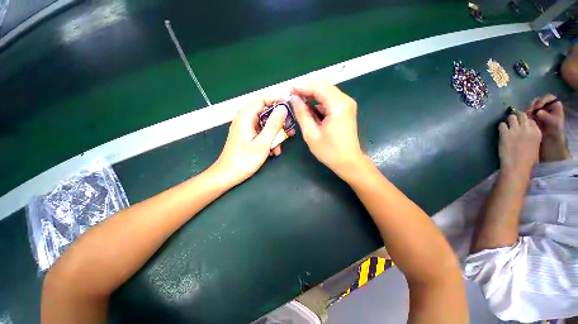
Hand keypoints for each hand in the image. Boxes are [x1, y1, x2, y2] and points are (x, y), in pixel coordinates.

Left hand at [212, 98, 293, 185]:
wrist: (227, 175)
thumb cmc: (244, 160)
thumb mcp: (263, 143)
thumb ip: (274, 125)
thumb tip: (283, 108)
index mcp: (246, 117)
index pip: (262, 99)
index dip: (276, 100)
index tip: (289, 106)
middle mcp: (245, 120)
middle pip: (265, 113)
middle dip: (278, 122)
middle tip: (289, 129)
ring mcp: (246, 129)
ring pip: (264, 125)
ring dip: (275, 134)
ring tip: (280, 146)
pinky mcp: (247, 137)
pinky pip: (261, 133)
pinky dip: (268, 140)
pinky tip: (272, 152)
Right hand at [290, 82, 364, 177]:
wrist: (348, 162)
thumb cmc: (329, 151)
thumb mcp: (311, 134)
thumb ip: (302, 114)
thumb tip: (294, 99)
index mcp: (338, 106)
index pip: (319, 88)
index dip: (303, 87)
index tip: (289, 89)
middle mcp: (345, 101)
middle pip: (324, 86)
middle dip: (307, 89)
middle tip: (293, 95)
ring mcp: (347, 105)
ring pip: (327, 92)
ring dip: (312, 95)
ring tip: (298, 100)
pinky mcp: (346, 110)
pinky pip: (330, 100)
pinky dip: (319, 102)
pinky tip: (309, 107)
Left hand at [498, 112, 541, 176]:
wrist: (517, 166)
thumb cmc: (528, 160)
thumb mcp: (536, 145)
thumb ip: (532, 136)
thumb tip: (527, 132)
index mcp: (537, 132)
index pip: (531, 120)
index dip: (525, 121)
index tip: (522, 124)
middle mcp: (527, 129)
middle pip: (521, 115)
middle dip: (517, 117)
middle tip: (513, 122)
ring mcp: (516, 130)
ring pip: (511, 117)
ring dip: (509, 121)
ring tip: (507, 126)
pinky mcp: (505, 133)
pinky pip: (502, 124)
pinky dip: (501, 127)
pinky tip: (501, 131)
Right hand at [526, 94, 570, 161]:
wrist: (551, 148)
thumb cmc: (555, 137)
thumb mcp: (555, 126)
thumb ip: (548, 117)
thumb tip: (538, 112)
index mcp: (555, 109)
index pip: (549, 98)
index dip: (543, 100)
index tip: (538, 107)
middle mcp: (547, 111)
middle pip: (539, 102)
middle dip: (533, 106)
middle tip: (530, 112)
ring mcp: (540, 116)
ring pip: (532, 108)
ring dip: (528, 111)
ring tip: (526, 117)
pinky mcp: (533, 122)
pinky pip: (528, 116)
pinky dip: (524, 117)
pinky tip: (523, 121)